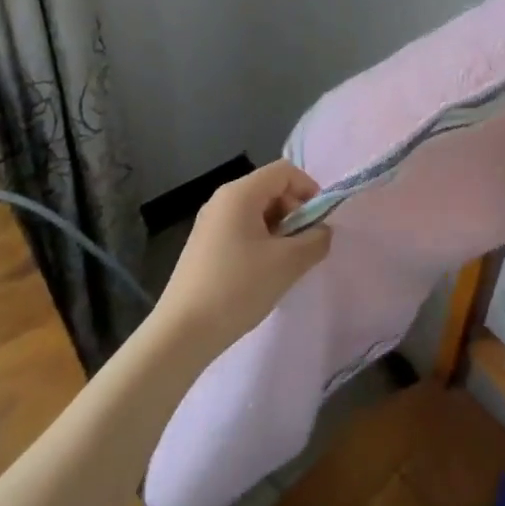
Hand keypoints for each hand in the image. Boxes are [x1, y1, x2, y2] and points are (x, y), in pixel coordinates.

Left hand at [154, 161, 332, 353]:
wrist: (181, 334)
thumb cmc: (237, 288)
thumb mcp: (287, 263)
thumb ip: (316, 240)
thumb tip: (323, 231)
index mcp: (240, 193)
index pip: (284, 171)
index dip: (308, 189)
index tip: (319, 222)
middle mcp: (222, 199)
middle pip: (270, 189)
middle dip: (294, 212)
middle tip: (303, 246)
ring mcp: (209, 222)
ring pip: (256, 211)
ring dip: (279, 230)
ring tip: (284, 263)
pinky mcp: (203, 245)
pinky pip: (241, 229)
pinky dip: (260, 242)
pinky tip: (261, 274)